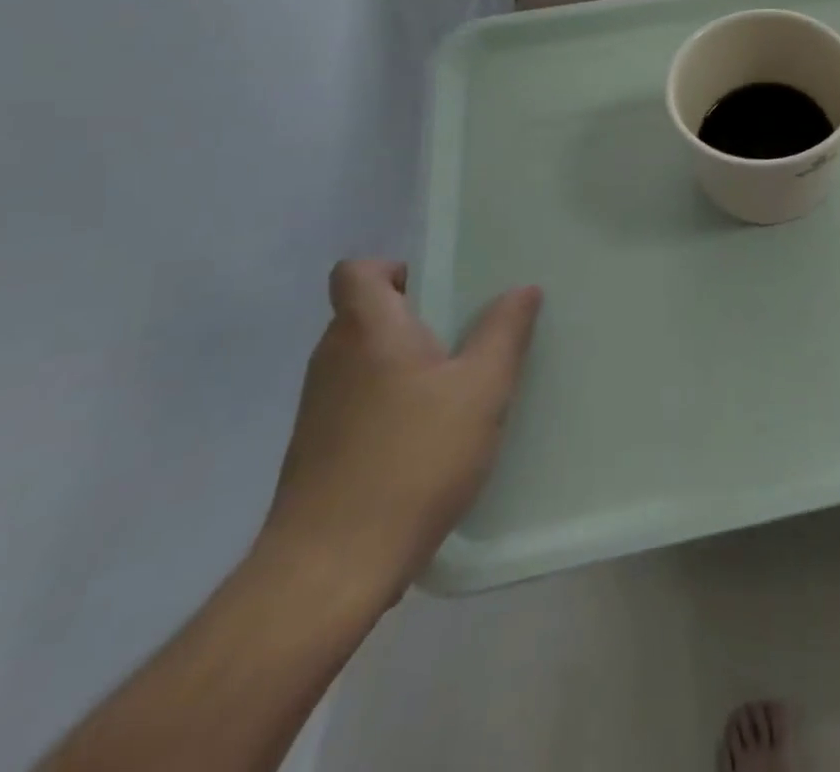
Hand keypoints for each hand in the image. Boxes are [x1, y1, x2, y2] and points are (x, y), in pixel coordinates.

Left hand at [258, 261, 541, 607]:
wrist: (329, 570)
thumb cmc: (412, 460)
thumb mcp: (481, 390)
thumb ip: (504, 332)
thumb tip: (523, 288)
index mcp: (367, 330)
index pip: (356, 271)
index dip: (394, 268)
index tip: (439, 290)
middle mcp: (332, 358)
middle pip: (366, 314)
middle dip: (415, 317)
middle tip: (467, 335)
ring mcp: (318, 407)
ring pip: (364, 361)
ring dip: (405, 363)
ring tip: (457, 387)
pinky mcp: (316, 450)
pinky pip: (358, 402)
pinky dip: (390, 403)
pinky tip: (428, 438)